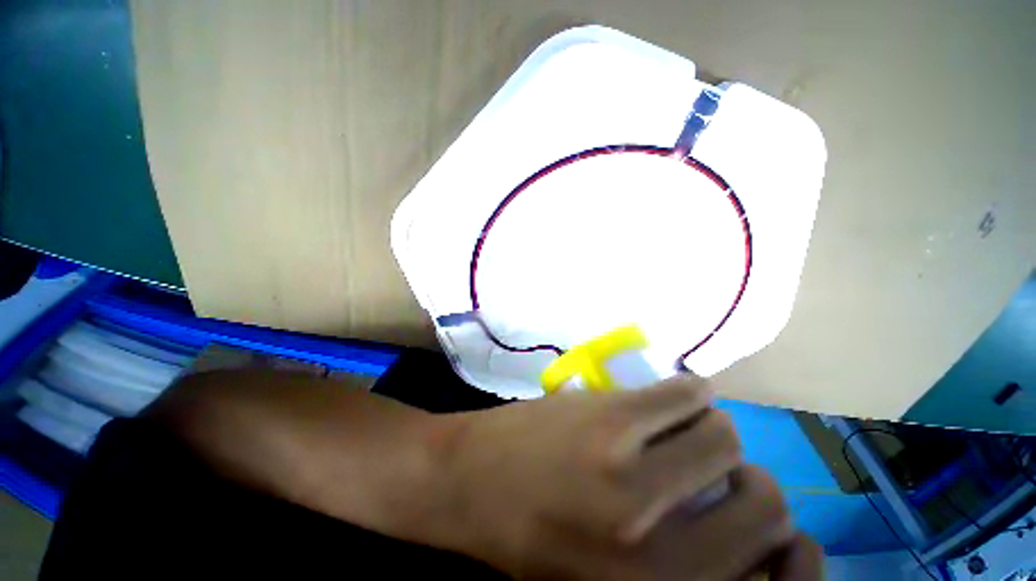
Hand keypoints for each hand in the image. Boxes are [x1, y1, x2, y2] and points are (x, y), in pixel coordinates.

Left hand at [439, 375, 821, 579]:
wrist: (468, 481)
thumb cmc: (534, 535)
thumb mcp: (613, 578)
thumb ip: (683, 562)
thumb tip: (739, 520)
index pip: (772, 548)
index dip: (763, 517)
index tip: (737, 496)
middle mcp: (661, 544)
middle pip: (761, 492)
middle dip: (739, 471)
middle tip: (704, 458)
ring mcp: (632, 471)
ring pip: (723, 433)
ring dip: (709, 427)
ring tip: (678, 424)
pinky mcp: (610, 417)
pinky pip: (685, 393)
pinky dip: (689, 391)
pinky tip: (672, 395)